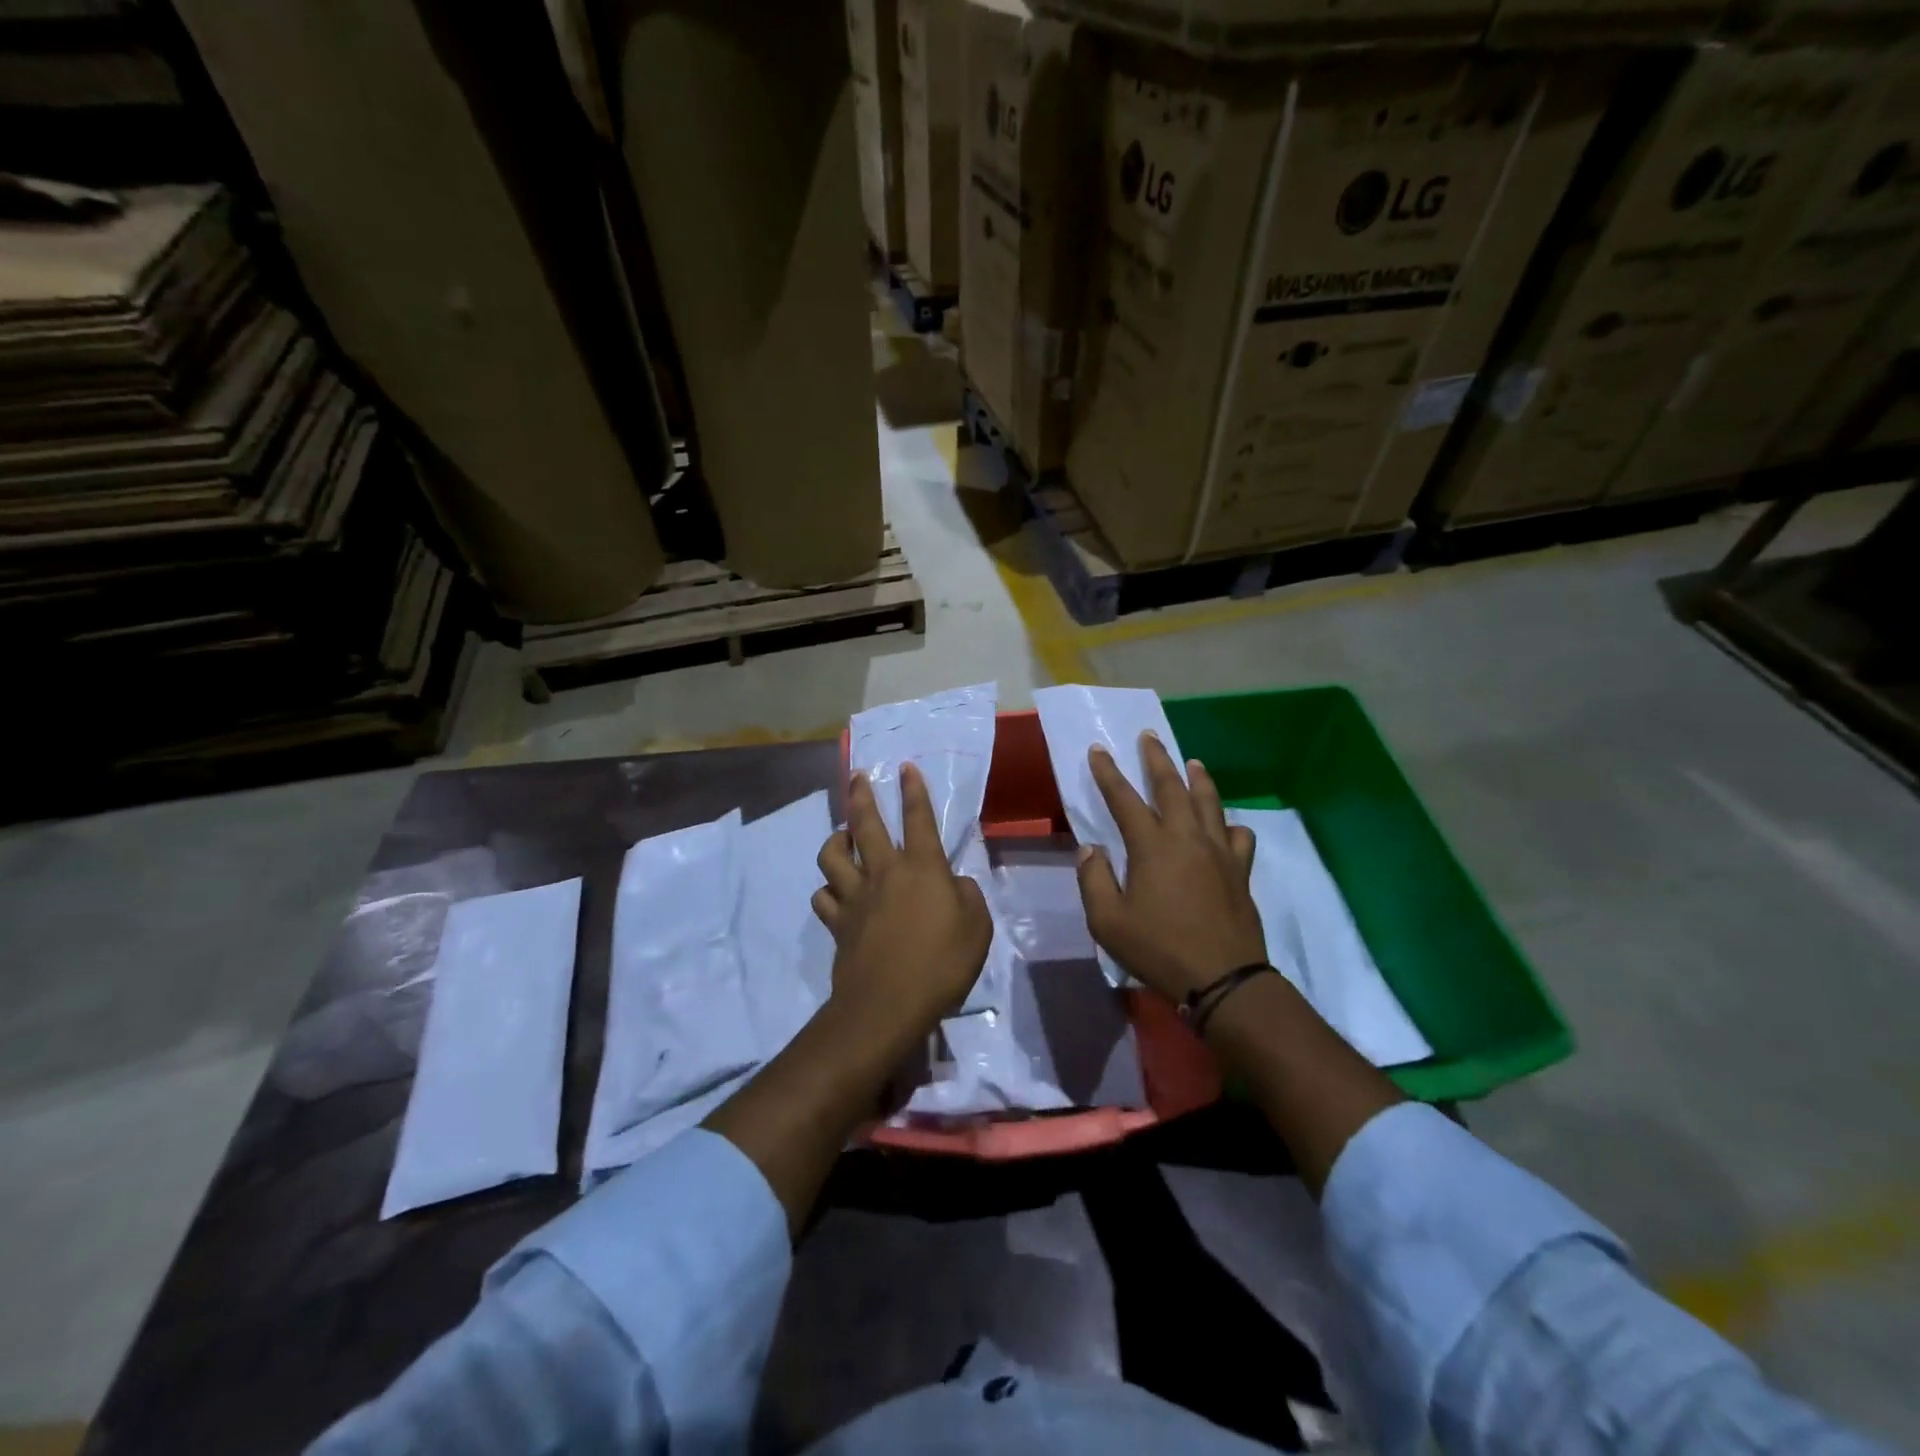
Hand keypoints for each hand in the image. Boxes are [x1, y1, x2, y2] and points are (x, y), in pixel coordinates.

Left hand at [813, 762, 992, 1049]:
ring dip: (835, 840)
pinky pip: (823, 897)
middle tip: (856, 778)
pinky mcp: (838, 923)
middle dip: (861, 796)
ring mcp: (855, 897)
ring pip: (832, 856)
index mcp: (922, 868)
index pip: (918, 818)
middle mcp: (884, 872)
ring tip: (841, 836)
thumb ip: (967, 896)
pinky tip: (834, 893)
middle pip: (866, 825)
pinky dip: (828, 891)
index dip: (913, 790)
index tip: (904, 767)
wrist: (889, 1004)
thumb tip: (954, 884)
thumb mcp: (978, 927)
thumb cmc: (942, 962)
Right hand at [1075, 732, 1265, 1001]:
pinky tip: (1226, 825)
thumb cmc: (1159, 950)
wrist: (1224, 980)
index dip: (1108, 773)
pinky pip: (1238, 836)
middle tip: (1149, 737)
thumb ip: (1095, 881)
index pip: (1124, 799)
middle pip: (1172, 787)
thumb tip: (1090, 850)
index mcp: (1152, 846)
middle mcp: (1187, 838)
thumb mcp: (1109, 922)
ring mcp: (1219, 852)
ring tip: (1192, 762)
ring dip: (1197, 778)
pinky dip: (1229, 824)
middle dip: (1157, 759)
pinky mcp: (1240, 871)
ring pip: (1209, 802)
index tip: (1098, 750)